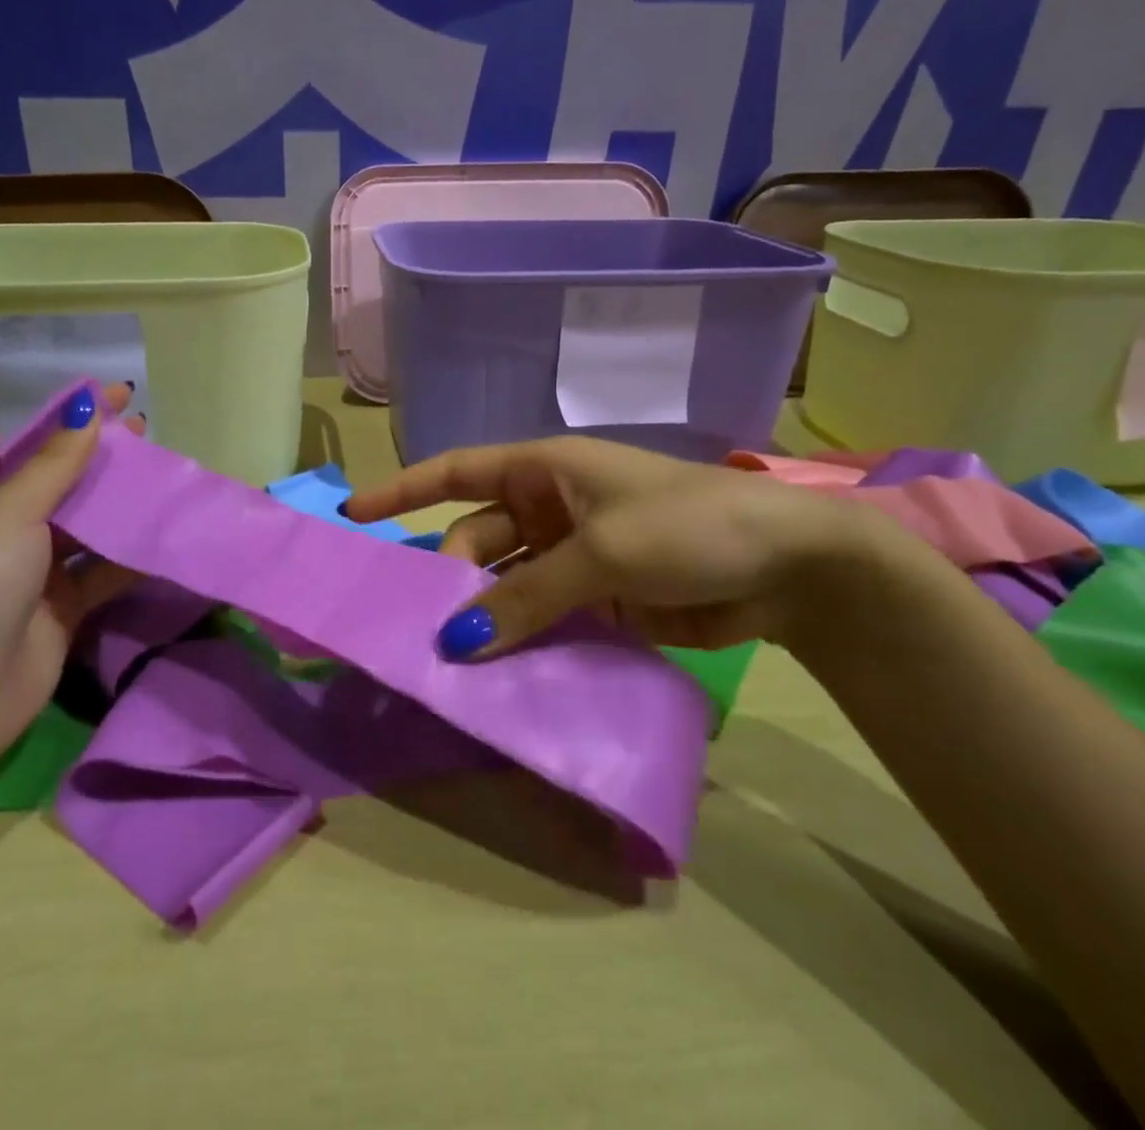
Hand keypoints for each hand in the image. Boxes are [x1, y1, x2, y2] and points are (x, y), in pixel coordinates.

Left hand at [0, 383, 139, 772]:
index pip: (33, 445)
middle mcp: (5, 529)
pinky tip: (165, 533)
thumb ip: (55, 464)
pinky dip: (131, 553)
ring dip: (122, 503)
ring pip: (88, 525)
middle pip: (64, 483)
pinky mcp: (65, 607)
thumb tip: (88, 410)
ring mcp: (36, 571)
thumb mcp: (10, 513)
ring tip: (165, 475)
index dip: (75, 420)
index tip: (121, 396)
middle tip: (150, 435)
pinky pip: (104, 569)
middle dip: (104, 459)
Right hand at [345, 435, 912, 662]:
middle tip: (426, 633)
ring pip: (506, 585)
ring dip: (485, 617)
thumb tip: (454, 641)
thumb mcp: (603, 552)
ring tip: (454, 663)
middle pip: (476, 539)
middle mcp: (550, 508)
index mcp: (545, 470)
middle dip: (451, 579)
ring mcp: (574, 555)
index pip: (456, 472)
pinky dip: (522, 640)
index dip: (403, 489)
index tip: (355, 513)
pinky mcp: (599, 599)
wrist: (790, 566)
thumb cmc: (689, 525)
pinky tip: (501, 674)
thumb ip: (527, 596)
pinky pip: (542, 617)